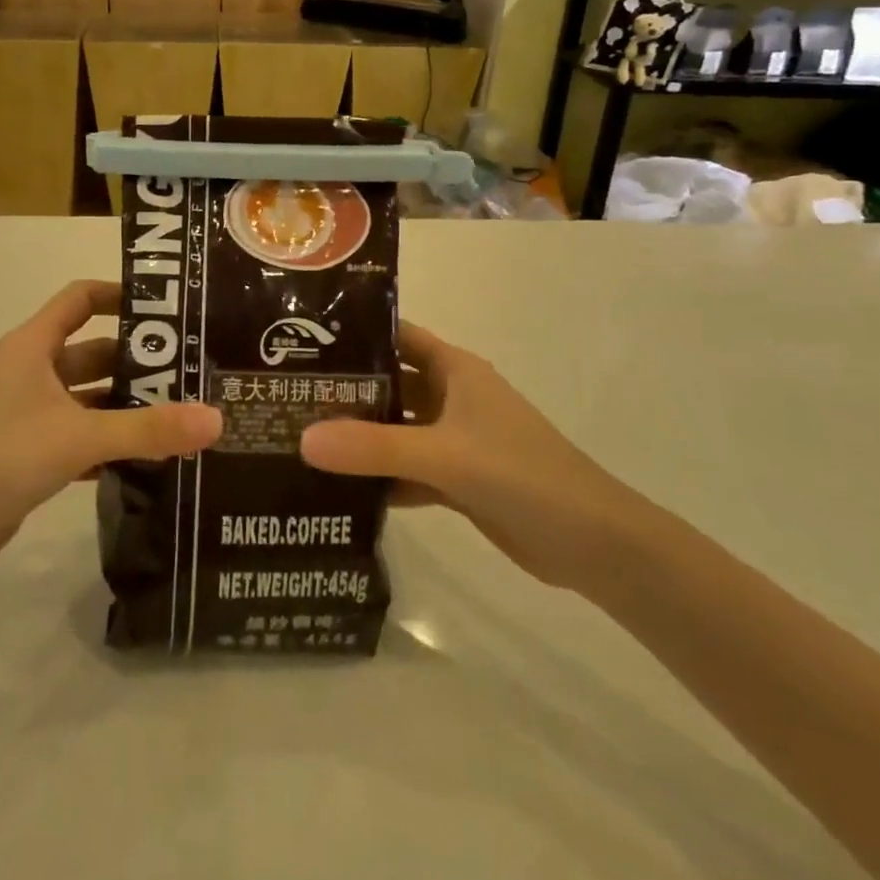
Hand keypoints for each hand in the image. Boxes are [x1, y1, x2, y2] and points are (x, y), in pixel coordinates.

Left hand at [0, 281, 220, 575]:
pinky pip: (78, 436)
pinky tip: (147, 459)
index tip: (168, 309)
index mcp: (33, 346)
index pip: (81, 299)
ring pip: (88, 398)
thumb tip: (217, 419)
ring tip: (181, 416)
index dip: (121, 295)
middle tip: (193, 373)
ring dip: (126, 406)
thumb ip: (149, 429)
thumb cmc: (0, 457)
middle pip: (93, 351)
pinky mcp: (27, 453)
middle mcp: (30, 371)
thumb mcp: (79, 436)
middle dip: (138, 362)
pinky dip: (108, 443)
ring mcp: (27, 414)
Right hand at [300, 322, 638, 588]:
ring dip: (357, 436)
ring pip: (394, 429)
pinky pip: (405, 469)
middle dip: (344, 390)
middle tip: (285, 395)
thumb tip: (301, 439)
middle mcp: (451, 397)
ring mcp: (454, 440)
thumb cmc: (523, 475)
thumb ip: (373, 447)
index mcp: (454, 370)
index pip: (395, 336)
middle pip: (388, 383)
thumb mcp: (444, 455)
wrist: (594, 545)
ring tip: (296, 438)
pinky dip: (377, 476)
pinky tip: (335, 488)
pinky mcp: (457, 480)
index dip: (353, 333)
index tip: (300, 339)